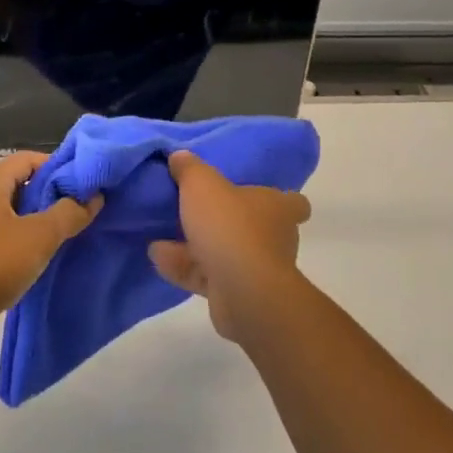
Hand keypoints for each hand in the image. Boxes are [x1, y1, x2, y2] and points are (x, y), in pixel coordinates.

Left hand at [0, 152, 101, 354]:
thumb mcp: (37, 238)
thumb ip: (68, 214)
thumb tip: (93, 196)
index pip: (31, 159)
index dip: (61, 168)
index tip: (87, 186)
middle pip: (21, 183)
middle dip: (52, 196)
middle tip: (83, 212)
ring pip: (11, 210)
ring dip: (38, 220)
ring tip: (67, 235)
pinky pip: (0, 232)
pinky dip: (20, 239)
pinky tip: (38, 258)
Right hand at [148, 151, 311, 340]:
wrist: (242, 291)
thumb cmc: (230, 227)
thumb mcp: (202, 185)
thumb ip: (190, 169)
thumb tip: (180, 156)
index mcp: (277, 208)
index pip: (293, 202)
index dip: (277, 197)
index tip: (252, 193)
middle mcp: (274, 238)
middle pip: (253, 227)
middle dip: (225, 222)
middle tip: (195, 212)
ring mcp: (257, 270)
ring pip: (226, 253)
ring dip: (195, 247)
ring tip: (162, 237)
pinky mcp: (239, 296)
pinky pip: (208, 277)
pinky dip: (185, 268)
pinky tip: (158, 258)